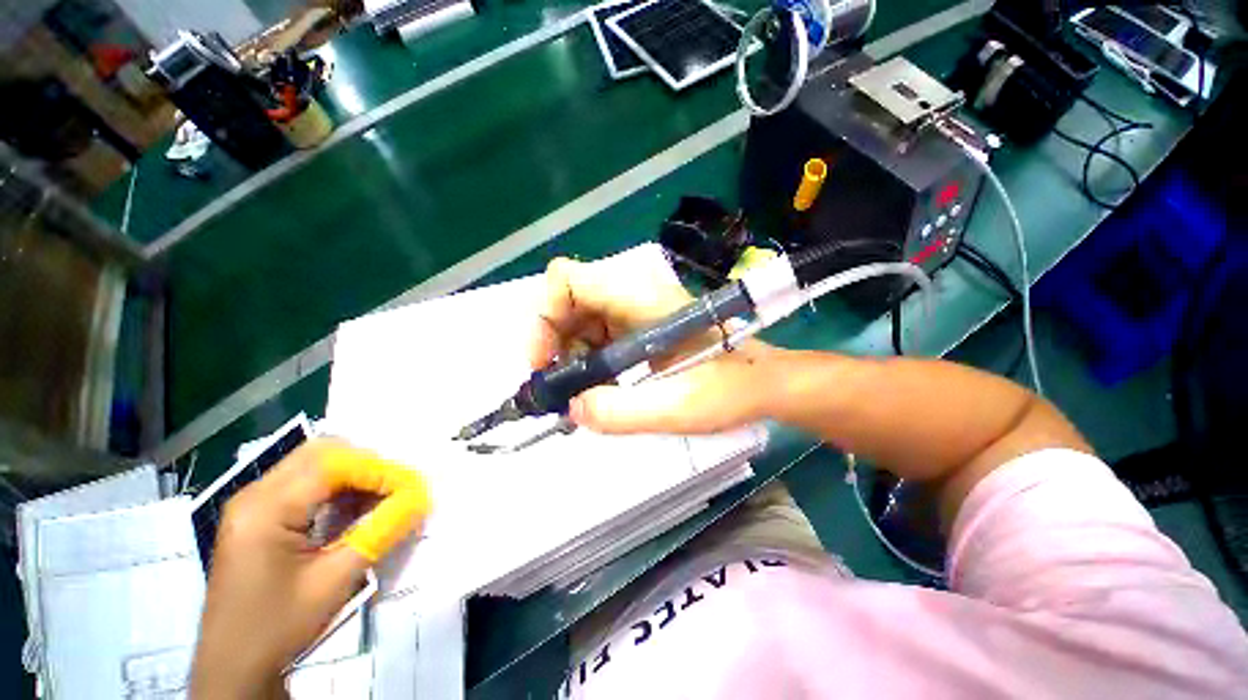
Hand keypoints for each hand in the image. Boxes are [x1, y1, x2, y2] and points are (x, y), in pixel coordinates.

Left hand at [190, 439, 428, 698]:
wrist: (233, 667)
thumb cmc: (279, 627)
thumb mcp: (335, 581)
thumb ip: (381, 532)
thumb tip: (421, 499)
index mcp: (265, 508)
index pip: (334, 464)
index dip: (380, 470)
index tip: (413, 489)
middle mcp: (255, 494)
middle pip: (322, 453)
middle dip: (368, 466)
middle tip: (397, 490)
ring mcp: (254, 503)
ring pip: (315, 463)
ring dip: (355, 476)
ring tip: (383, 500)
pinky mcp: (259, 515)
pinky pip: (306, 483)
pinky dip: (338, 489)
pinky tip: (355, 510)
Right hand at [529, 250, 782, 434]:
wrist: (763, 382)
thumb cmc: (732, 388)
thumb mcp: (678, 407)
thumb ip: (621, 412)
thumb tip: (571, 408)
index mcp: (642, 299)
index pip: (568, 279)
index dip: (544, 314)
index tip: (543, 361)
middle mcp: (634, 295)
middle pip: (568, 300)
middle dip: (552, 341)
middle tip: (557, 385)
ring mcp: (636, 310)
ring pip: (579, 319)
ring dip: (568, 354)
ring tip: (578, 392)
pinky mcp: (640, 327)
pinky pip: (597, 334)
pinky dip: (586, 359)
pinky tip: (597, 387)